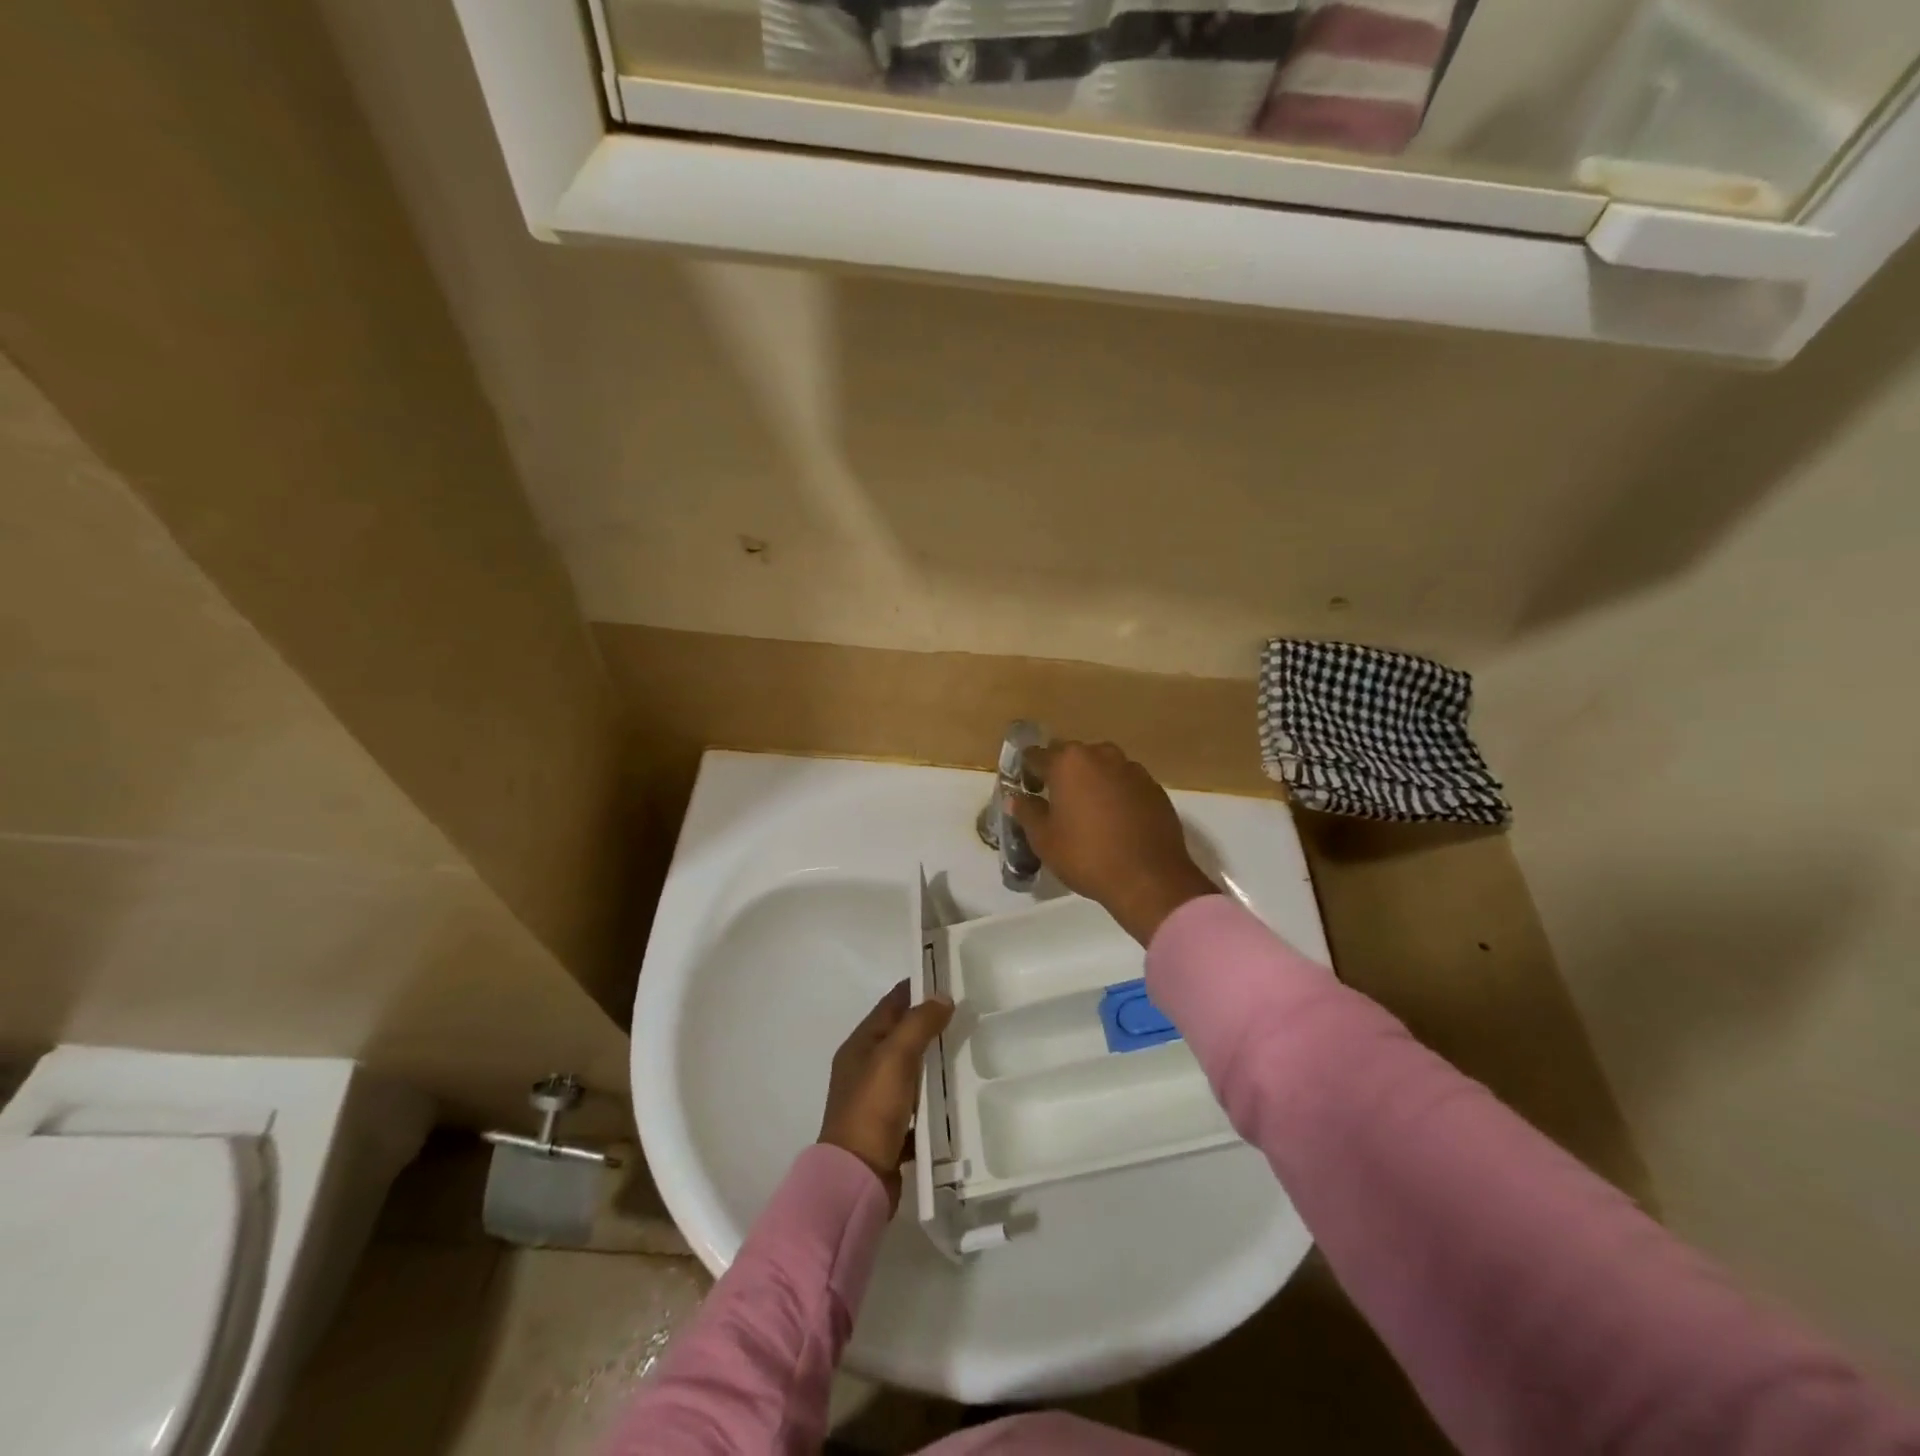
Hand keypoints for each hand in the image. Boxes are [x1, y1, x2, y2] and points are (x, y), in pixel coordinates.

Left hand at [818, 981, 953, 1211]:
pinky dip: (933, 1099)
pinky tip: (957, 1098)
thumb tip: (942, 996)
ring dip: (933, 1061)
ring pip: (910, 1071)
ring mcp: (876, 1102)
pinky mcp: (889, 1131)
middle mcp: (864, 1069)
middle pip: (900, 1036)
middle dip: (929, 1024)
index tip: (947, 978)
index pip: (890, 1005)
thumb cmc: (872, 1109)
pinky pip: (916, 1106)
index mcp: (860, 1046)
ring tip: (968, 1051)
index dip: (916, 989)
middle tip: (966, 1014)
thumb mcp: (895, 1057)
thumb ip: (918, 1023)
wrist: (856, 1180)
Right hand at [1011, 741, 1217, 945]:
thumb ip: (1027, 812)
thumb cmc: (1087, 856)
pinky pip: (1126, 783)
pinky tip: (1115, 821)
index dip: (1027, 772)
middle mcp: (1101, 755)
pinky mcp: (1154, 788)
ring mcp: (1132, 769)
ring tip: (1087, 811)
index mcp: (1069, 762)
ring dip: (1091, 781)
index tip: (1026, 789)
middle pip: (1072, 757)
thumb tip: (1016, 798)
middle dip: (1061, 773)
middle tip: (1055, 802)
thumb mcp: (1044, 840)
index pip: (1036, 755)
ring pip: (1102, 767)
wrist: (1149, 879)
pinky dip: (1116, 794)